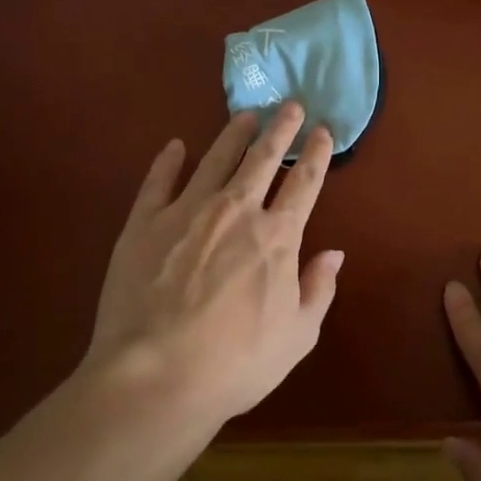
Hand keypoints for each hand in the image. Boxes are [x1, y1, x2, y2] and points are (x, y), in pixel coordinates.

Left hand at [82, 104, 343, 430]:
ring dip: (233, 134)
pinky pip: (158, 180)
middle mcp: (236, 210)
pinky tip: (175, 146)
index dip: (316, 153)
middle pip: (263, 158)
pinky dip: (168, 160)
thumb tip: (335, 253)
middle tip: (290, 105)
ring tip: (245, 115)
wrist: (156, 375)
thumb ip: (319, 289)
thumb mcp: (297, 337)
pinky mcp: (145, 222)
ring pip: (216, 158)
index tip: (323, 130)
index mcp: (276, 236)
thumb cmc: (235, 364)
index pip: (304, 182)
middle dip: (280, 128)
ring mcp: (187, 211)